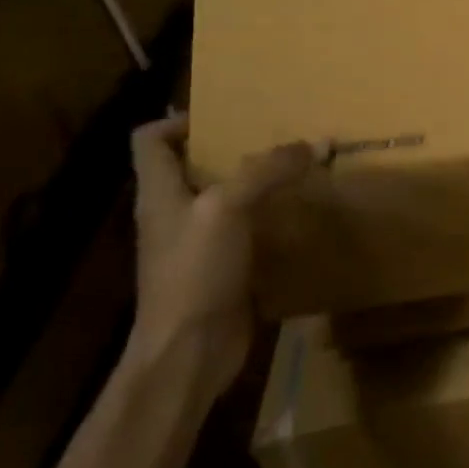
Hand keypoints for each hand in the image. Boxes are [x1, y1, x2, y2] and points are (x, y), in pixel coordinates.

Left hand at [127, 115, 314, 398]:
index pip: (150, 140)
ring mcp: (199, 243)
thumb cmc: (194, 273)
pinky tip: (304, 210)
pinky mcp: (224, 267)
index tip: (229, 114)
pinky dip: (273, 214)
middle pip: (195, 165)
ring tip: (301, 165)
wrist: (189, 353)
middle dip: (235, 146)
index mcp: (160, 193)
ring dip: (260, 180)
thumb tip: (318, 142)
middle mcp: (175, 213)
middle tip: (281, 133)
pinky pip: (249, 228)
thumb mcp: (228, 208)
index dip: (180, 120)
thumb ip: (269, 170)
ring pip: (227, 196)